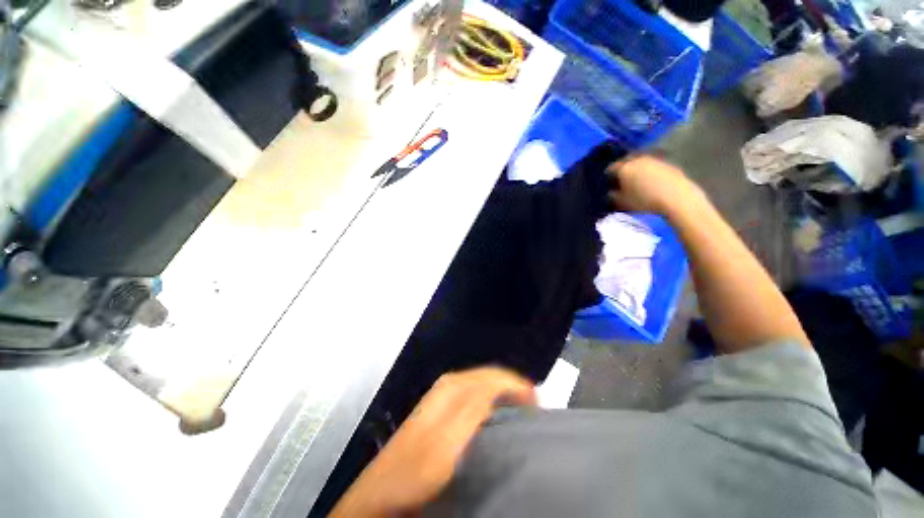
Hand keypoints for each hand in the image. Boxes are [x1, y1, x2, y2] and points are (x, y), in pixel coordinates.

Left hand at [330, 367, 535, 517]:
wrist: (382, 494)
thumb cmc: (414, 470)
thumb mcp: (447, 441)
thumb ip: (473, 409)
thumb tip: (504, 389)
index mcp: (452, 387)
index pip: (493, 376)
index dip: (517, 386)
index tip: (538, 405)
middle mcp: (449, 385)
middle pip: (490, 378)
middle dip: (513, 388)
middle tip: (535, 410)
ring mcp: (445, 397)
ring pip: (484, 386)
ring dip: (505, 395)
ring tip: (522, 413)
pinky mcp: (443, 411)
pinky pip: (476, 398)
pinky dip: (492, 403)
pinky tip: (498, 418)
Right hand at [606, 155, 703, 215]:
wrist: (676, 197)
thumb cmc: (644, 200)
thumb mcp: (622, 202)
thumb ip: (613, 196)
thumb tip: (610, 192)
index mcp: (624, 168)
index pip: (611, 168)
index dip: (608, 175)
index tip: (608, 182)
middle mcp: (638, 160)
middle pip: (626, 161)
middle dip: (623, 168)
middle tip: (621, 178)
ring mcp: (654, 159)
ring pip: (640, 162)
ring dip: (637, 168)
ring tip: (636, 180)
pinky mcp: (667, 163)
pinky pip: (653, 165)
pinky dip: (649, 171)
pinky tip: (651, 181)